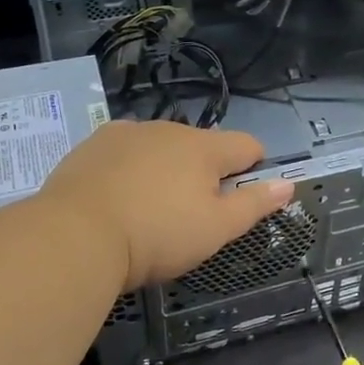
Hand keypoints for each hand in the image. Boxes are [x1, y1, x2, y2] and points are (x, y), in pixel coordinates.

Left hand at [36, 120, 292, 288]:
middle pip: (203, 147)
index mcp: (205, 147)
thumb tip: (287, 184)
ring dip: (166, 169)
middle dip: (205, 174)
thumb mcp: (215, 229)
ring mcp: (128, 132)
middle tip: (189, 216)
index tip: (241, 198)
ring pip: (162, 147)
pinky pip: (126, 151)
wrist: (75, 235)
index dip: (254, 169)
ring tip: (147, 210)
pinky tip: (116, 199)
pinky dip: (129, 169)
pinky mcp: (94, 143)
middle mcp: (170, 129)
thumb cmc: (157, 235)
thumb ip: (254, 205)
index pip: (248, 145)